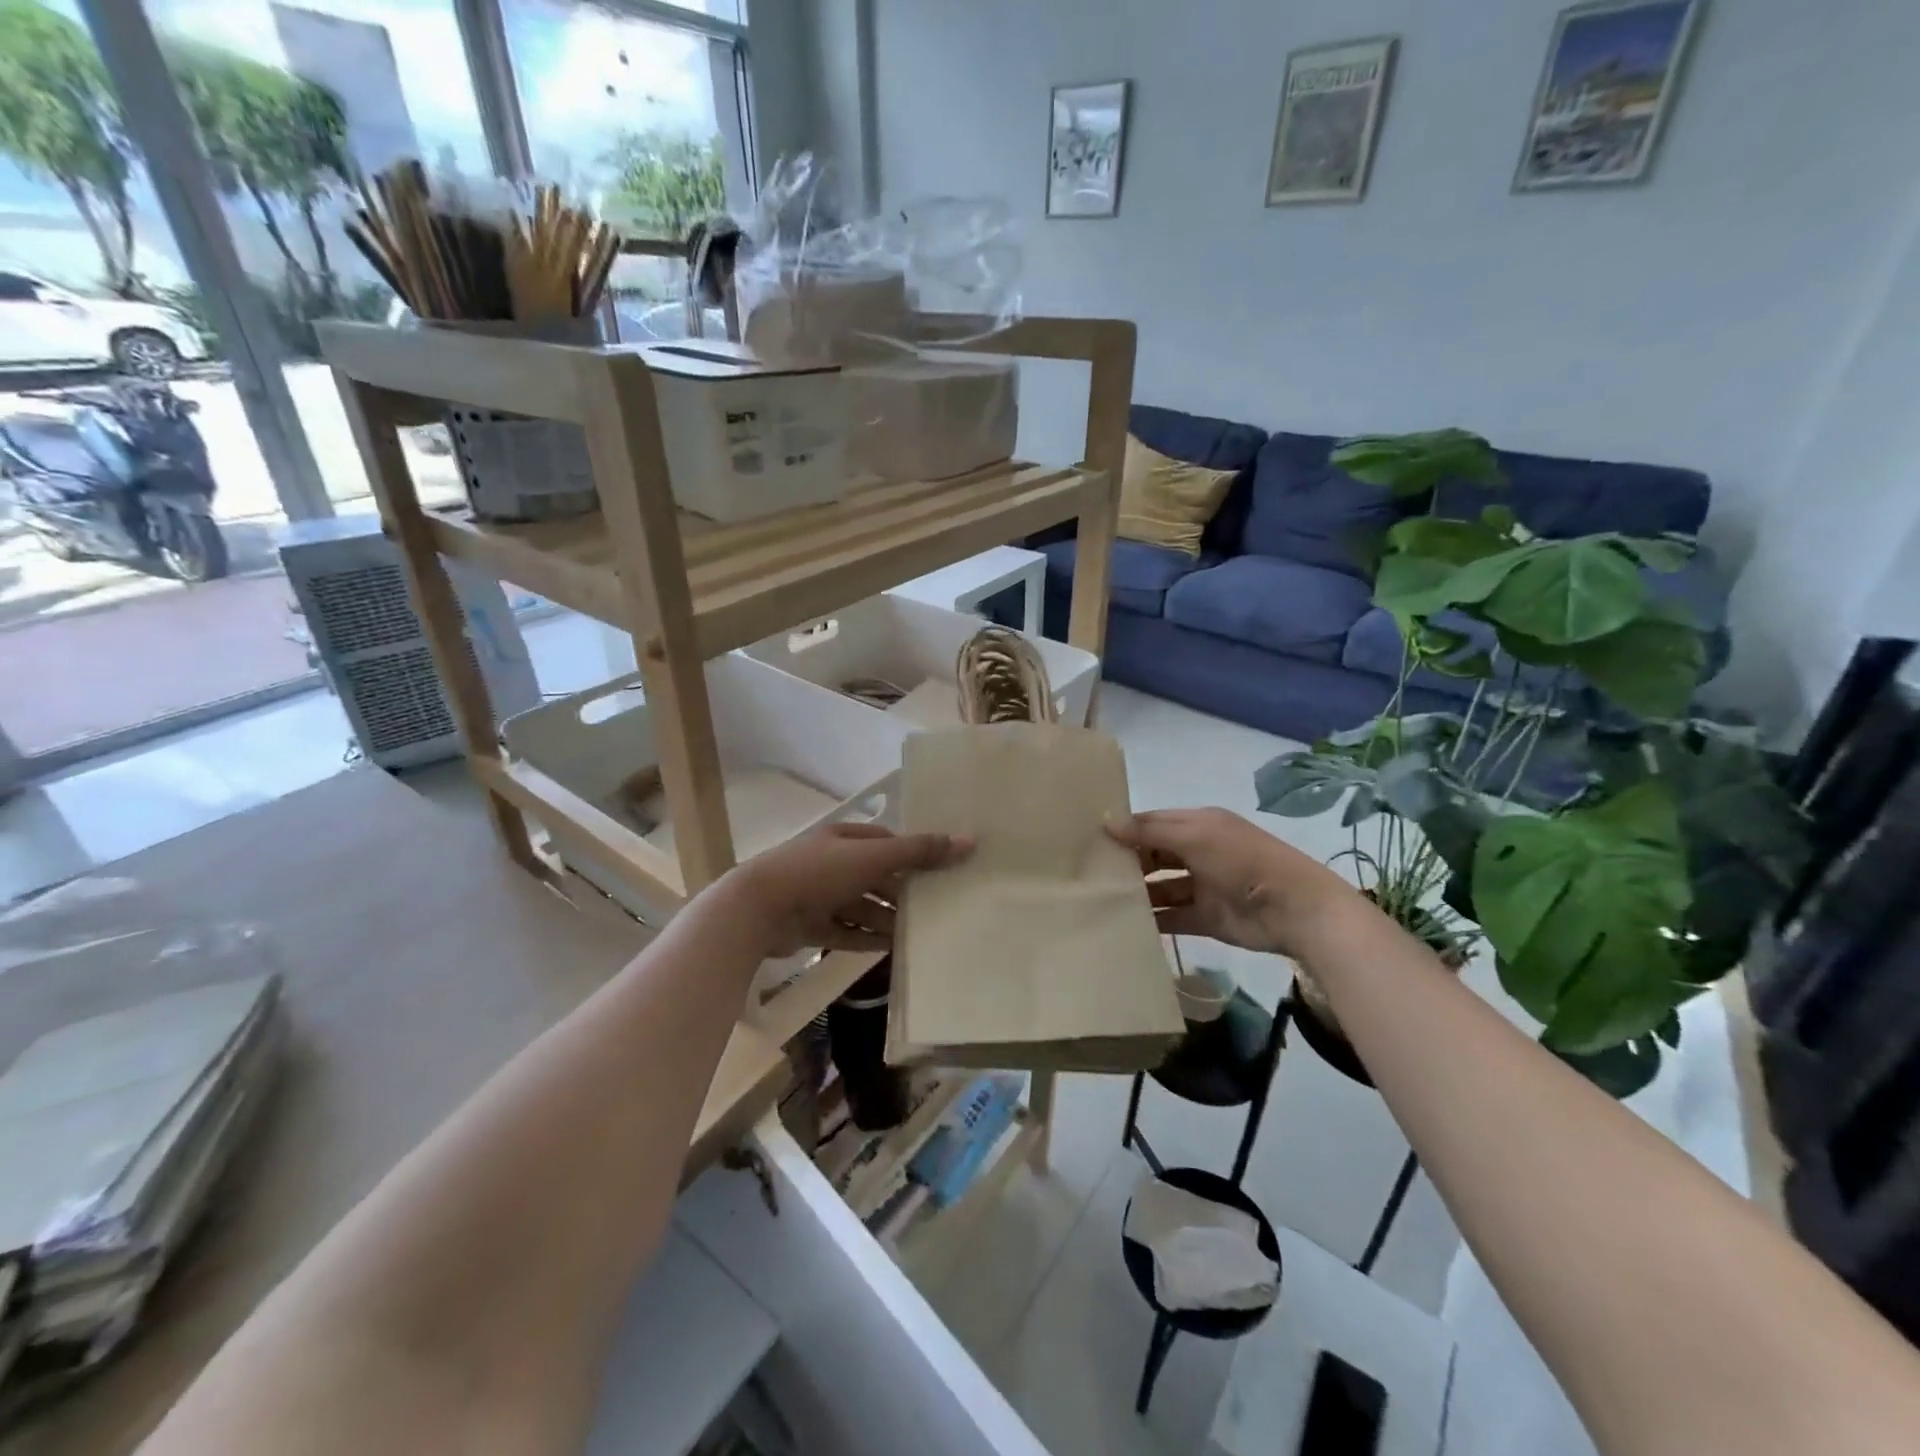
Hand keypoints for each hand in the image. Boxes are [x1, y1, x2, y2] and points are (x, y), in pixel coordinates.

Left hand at [722, 821, 971, 958]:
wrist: (757, 910)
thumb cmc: (819, 873)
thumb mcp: (873, 858)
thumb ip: (918, 851)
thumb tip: (968, 840)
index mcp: (844, 839)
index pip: (886, 842)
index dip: (912, 854)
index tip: (940, 871)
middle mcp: (832, 864)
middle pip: (875, 876)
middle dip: (902, 891)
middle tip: (936, 907)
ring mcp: (819, 895)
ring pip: (862, 906)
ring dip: (887, 918)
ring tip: (918, 933)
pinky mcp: (810, 926)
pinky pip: (846, 931)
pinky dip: (867, 938)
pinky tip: (891, 949)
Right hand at [1107, 807, 1359, 956]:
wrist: (1294, 910)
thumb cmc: (1242, 861)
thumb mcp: (1195, 836)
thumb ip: (1149, 831)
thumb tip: (1105, 821)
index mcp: (1199, 825)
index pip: (1153, 822)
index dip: (1125, 828)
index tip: (1088, 837)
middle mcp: (1199, 852)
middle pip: (1154, 854)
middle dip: (1127, 861)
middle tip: (1086, 870)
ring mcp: (1203, 887)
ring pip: (1161, 887)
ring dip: (1137, 892)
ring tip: (1098, 898)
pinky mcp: (1206, 919)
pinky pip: (1172, 917)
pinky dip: (1152, 920)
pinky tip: (1123, 923)